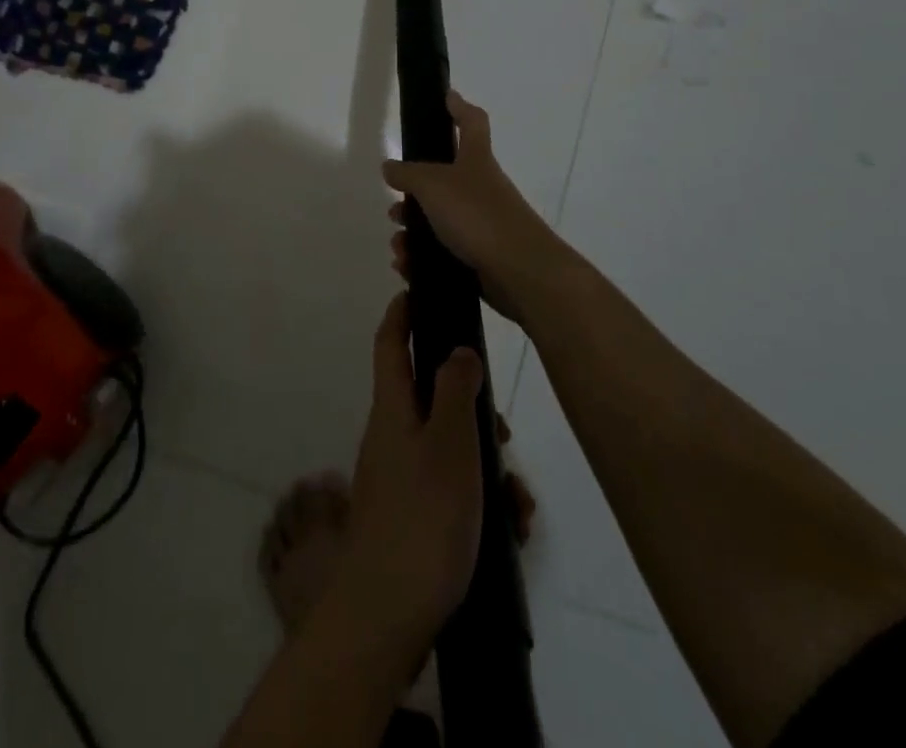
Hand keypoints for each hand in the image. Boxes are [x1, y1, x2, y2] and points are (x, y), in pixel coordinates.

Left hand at [336, 293, 485, 652]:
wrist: (386, 615)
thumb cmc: (422, 518)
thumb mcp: (450, 444)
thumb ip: (456, 389)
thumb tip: (457, 348)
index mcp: (392, 407)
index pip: (389, 341)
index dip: (401, 312)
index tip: (419, 291)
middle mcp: (390, 434)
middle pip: (430, 397)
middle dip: (471, 407)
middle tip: (506, 434)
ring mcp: (398, 477)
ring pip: (448, 448)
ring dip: (486, 464)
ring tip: (519, 502)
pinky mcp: (410, 515)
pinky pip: (449, 488)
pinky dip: (480, 498)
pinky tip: (509, 530)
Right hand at [382, 91, 561, 318]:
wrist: (521, 272)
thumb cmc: (478, 215)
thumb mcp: (433, 185)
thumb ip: (408, 173)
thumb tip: (390, 166)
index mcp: (475, 160)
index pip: (471, 122)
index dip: (458, 107)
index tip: (446, 96)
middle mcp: (481, 188)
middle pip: (445, 179)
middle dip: (415, 193)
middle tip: (395, 206)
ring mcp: (483, 223)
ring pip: (440, 219)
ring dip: (413, 231)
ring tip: (398, 245)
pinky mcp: (480, 256)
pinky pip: (444, 252)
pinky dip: (422, 258)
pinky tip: (406, 266)